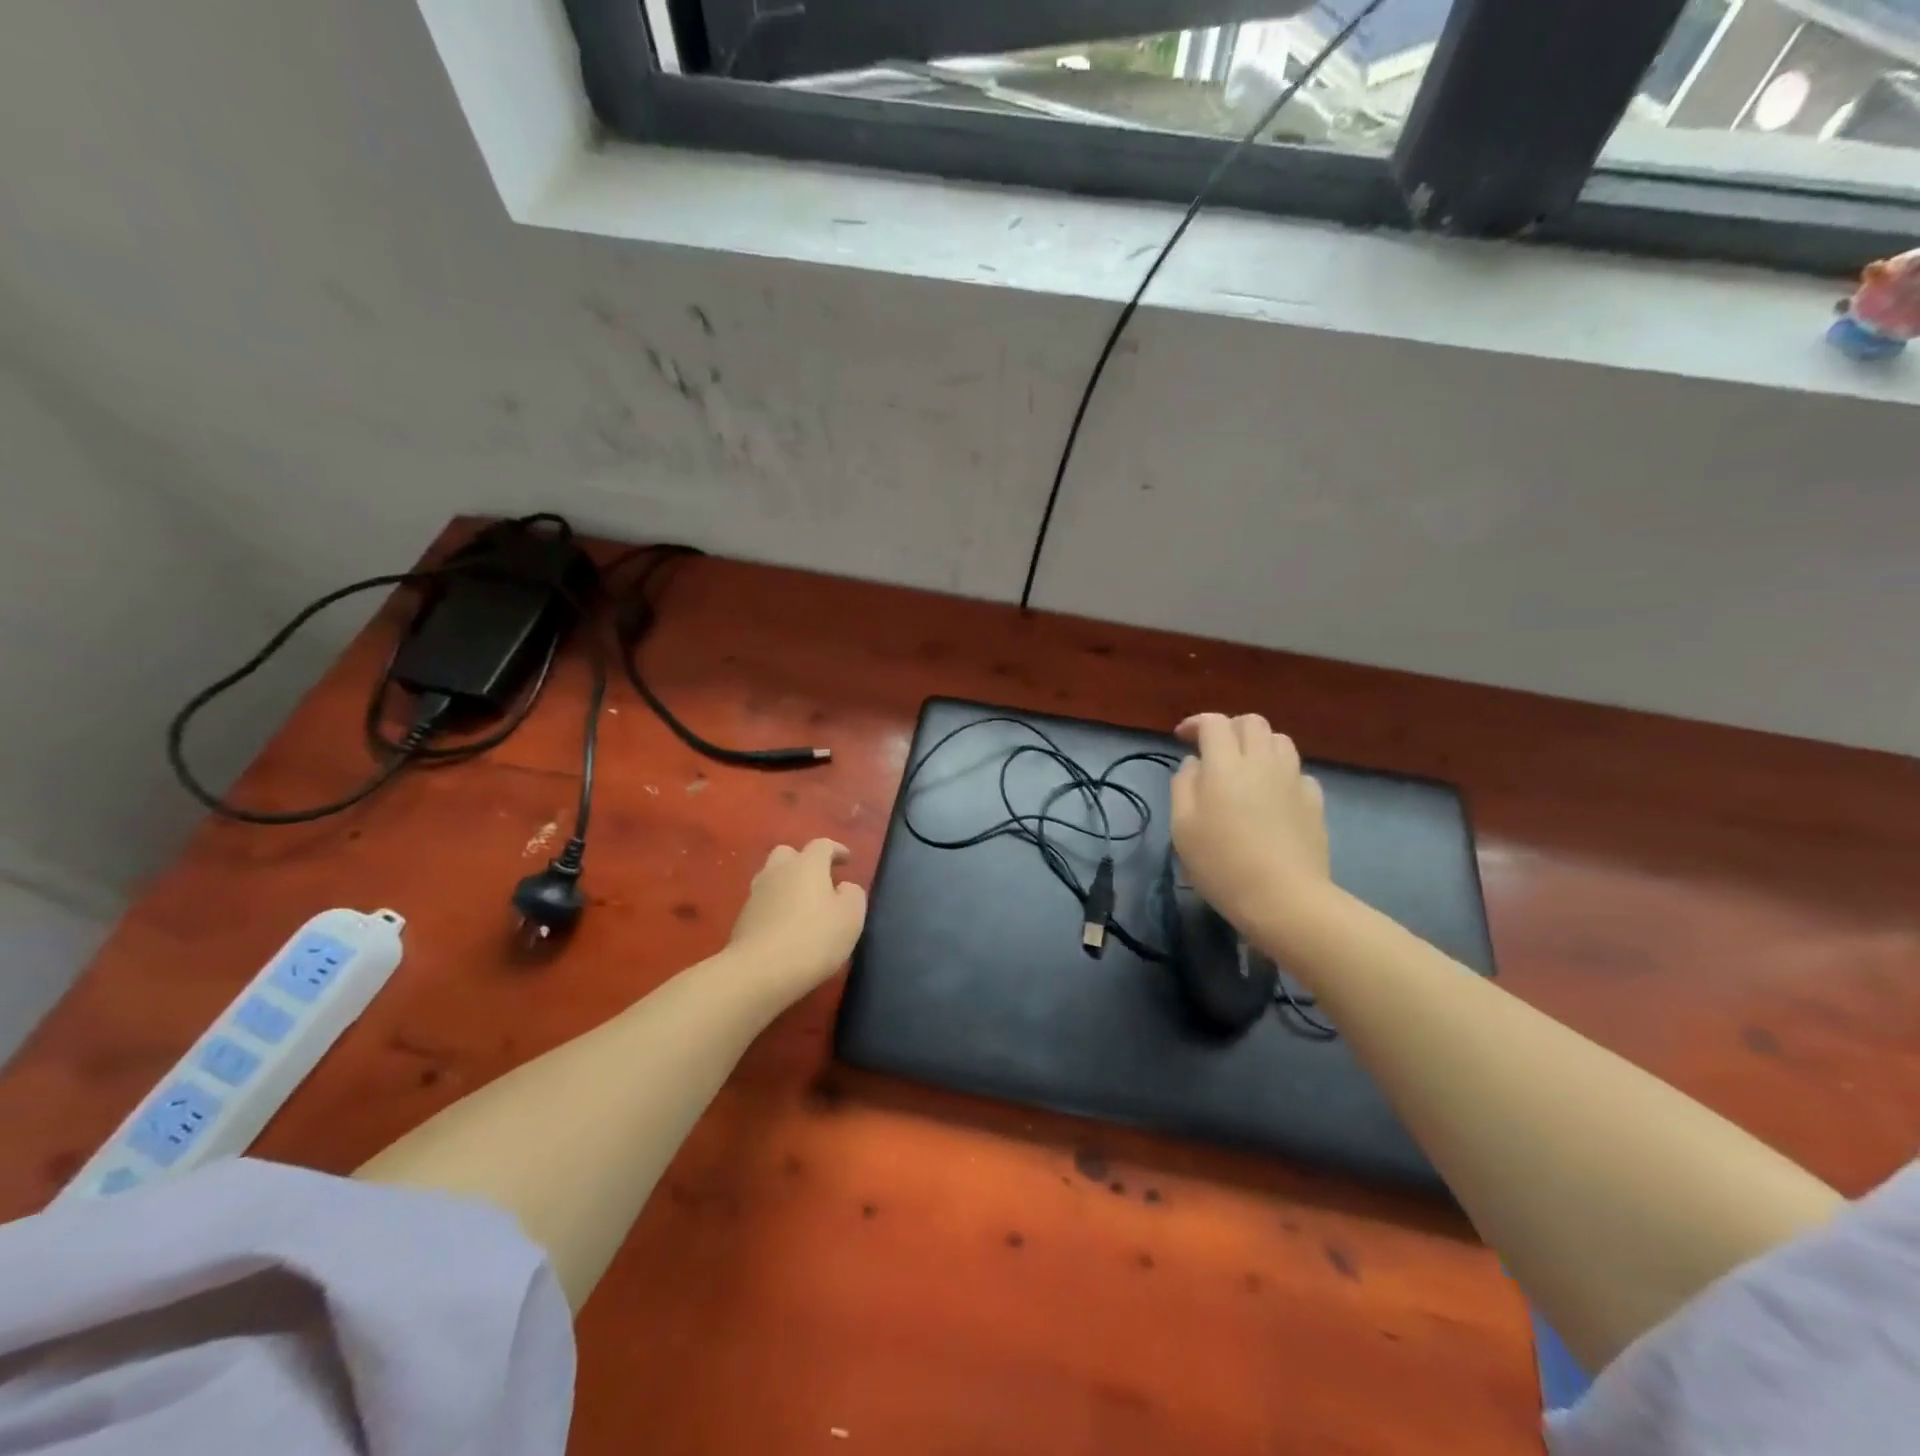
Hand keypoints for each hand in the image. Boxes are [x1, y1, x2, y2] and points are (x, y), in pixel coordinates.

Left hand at [727, 838, 867, 996]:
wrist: (760, 971)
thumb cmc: (814, 938)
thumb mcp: (851, 916)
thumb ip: (852, 895)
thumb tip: (843, 888)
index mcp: (806, 864)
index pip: (822, 845)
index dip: (836, 850)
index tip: (846, 859)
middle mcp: (777, 872)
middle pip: (788, 854)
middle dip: (803, 861)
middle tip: (819, 879)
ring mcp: (755, 895)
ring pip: (771, 878)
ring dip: (786, 885)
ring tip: (801, 905)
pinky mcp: (741, 920)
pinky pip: (762, 904)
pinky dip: (775, 908)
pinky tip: (785, 927)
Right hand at [1170, 713, 1329, 933]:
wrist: (1283, 898)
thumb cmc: (1221, 864)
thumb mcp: (1182, 827)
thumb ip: (1183, 786)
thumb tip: (1194, 764)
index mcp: (1225, 765)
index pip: (1214, 723)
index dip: (1196, 723)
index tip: (1182, 737)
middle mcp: (1262, 762)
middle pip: (1251, 722)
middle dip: (1230, 727)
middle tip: (1214, 749)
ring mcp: (1293, 780)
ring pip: (1279, 740)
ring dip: (1258, 744)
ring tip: (1245, 766)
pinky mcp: (1314, 801)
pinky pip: (1298, 771)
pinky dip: (1281, 772)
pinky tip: (1272, 794)